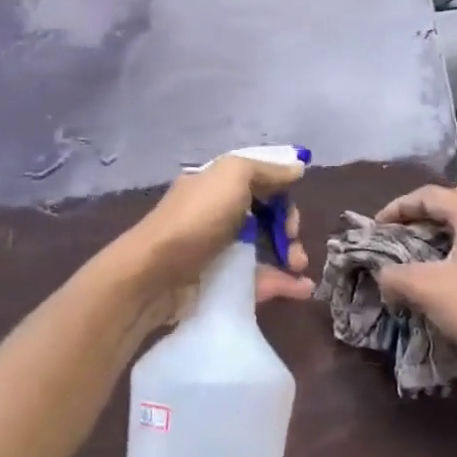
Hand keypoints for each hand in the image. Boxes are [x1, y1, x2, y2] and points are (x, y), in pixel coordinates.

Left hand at [119, 155, 313, 330]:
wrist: (154, 275)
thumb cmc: (196, 219)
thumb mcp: (232, 176)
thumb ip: (267, 171)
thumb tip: (297, 168)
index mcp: (218, 185)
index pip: (260, 183)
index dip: (282, 193)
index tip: (291, 208)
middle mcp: (218, 214)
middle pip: (266, 218)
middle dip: (288, 228)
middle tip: (293, 241)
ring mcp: (219, 251)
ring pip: (266, 250)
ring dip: (290, 256)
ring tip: (300, 268)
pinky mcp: (222, 284)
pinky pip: (258, 281)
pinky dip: (283, 283)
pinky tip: (302, 289)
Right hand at [374, 185, 456, 373]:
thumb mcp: (429, 290)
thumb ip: (396, 276)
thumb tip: (383, 275)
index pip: (428, 195)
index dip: (398, 208)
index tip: (378, 227)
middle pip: (452, 202)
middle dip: (422, 216)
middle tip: (401, 234)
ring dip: (446, 231)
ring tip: (427, 251)